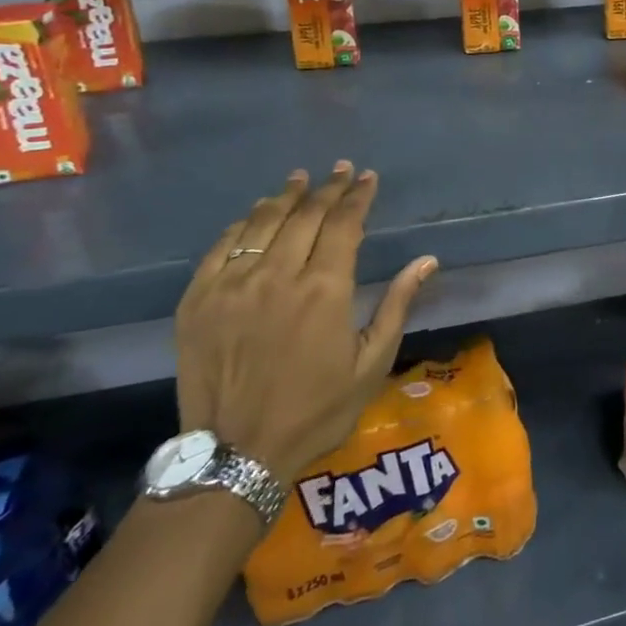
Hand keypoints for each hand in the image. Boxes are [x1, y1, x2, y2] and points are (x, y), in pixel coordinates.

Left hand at [174, 164, 436, 487]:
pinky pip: (221, 248)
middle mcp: (278, 276)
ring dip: (285, 197)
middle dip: (327, 188)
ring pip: (262, 223)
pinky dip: (242, 225)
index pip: (343, 224)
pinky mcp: (198, 301)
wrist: (235, 455)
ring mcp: (232, 286)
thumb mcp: (372, 363)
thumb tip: (427, 260)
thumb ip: (397, 305)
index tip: (367, 178)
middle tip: (340, 170)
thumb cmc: (316, 410)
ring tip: (299, 179)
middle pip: (305, 215)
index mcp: (325, 290)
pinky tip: (254, 215)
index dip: (357, 196)